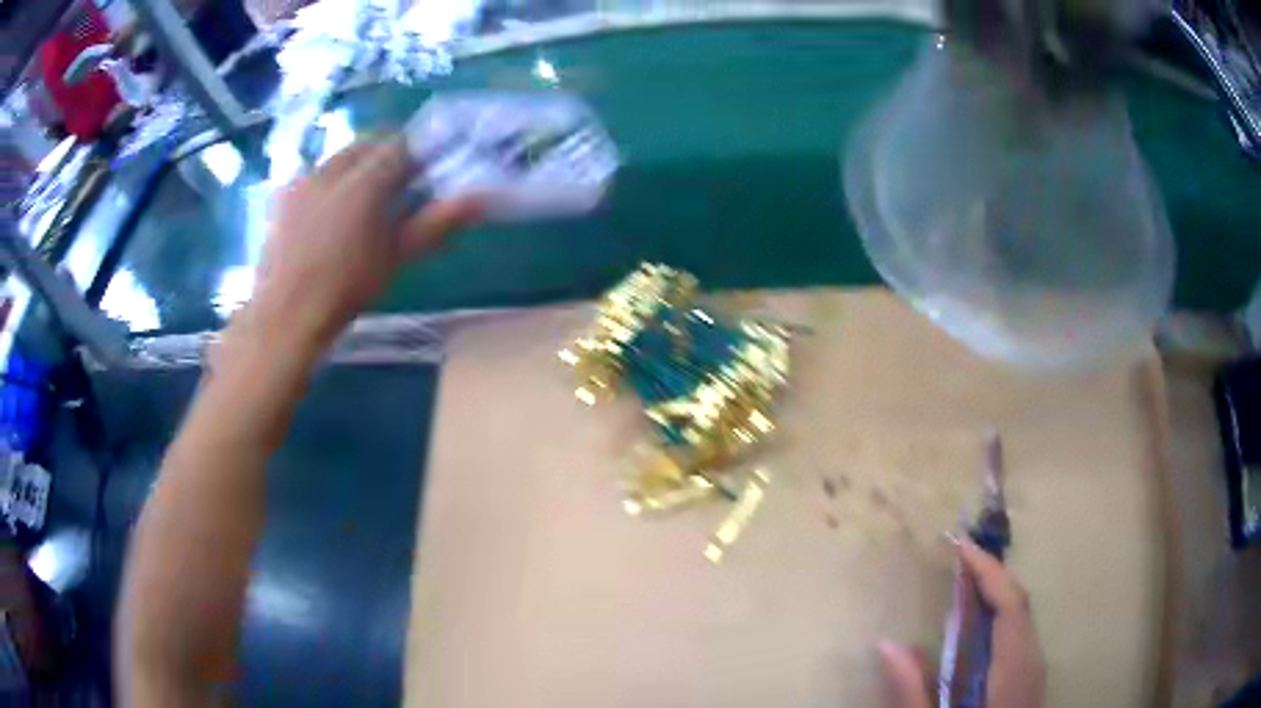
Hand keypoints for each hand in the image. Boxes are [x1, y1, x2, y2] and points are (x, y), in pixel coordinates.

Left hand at [247, 137, 482, 353]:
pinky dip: (330, 182)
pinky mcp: (284, 195)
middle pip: (368, 143)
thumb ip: (436, 222)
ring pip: (340, 156)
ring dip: (358, 167)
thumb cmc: (347, 288)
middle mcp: (332, 168)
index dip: (417, 155)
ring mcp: (303, 179)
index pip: (401, 146)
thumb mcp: (396, 257)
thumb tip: (479, 199)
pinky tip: (328, 214)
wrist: (286, 315)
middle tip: (396, 188)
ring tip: (361, 203)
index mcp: (365, 181)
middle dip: (386, 156)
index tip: (425, 176)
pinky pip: (315, 173)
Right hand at [878, 538, 1045, 707]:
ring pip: (1022, 616)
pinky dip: (1000, 616)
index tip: (960, 546)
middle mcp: (1031, 659)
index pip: (1009, 603)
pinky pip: (1019, 632)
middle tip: (959, 559)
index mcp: (1012, 667)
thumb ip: (911, 689)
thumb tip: (885, 644)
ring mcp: (1034, 668)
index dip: (988, 570)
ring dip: (996, 593)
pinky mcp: (1030, 677)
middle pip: (1019, 602)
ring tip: (964, 584)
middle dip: (992, 574)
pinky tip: (978, 627)